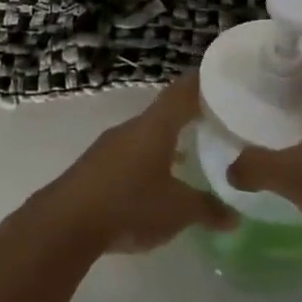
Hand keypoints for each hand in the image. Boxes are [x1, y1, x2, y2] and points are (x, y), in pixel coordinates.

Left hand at [28, 74, 235, 254]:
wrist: (67, 223)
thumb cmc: (129, 205)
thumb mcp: (178, 211)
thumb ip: (208, 209)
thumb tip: (234, 216)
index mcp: (153, 127)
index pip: (181, 93)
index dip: (201, 84)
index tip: (222, 79)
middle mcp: (130, 129)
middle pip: (164, 113)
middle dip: (189, 116)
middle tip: (217, 120)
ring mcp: (110, 147)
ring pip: (147, 136)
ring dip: (169, 141)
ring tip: (194, 151)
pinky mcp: (97, 167)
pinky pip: (132, 155)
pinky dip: (151, 160)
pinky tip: (160, 180)